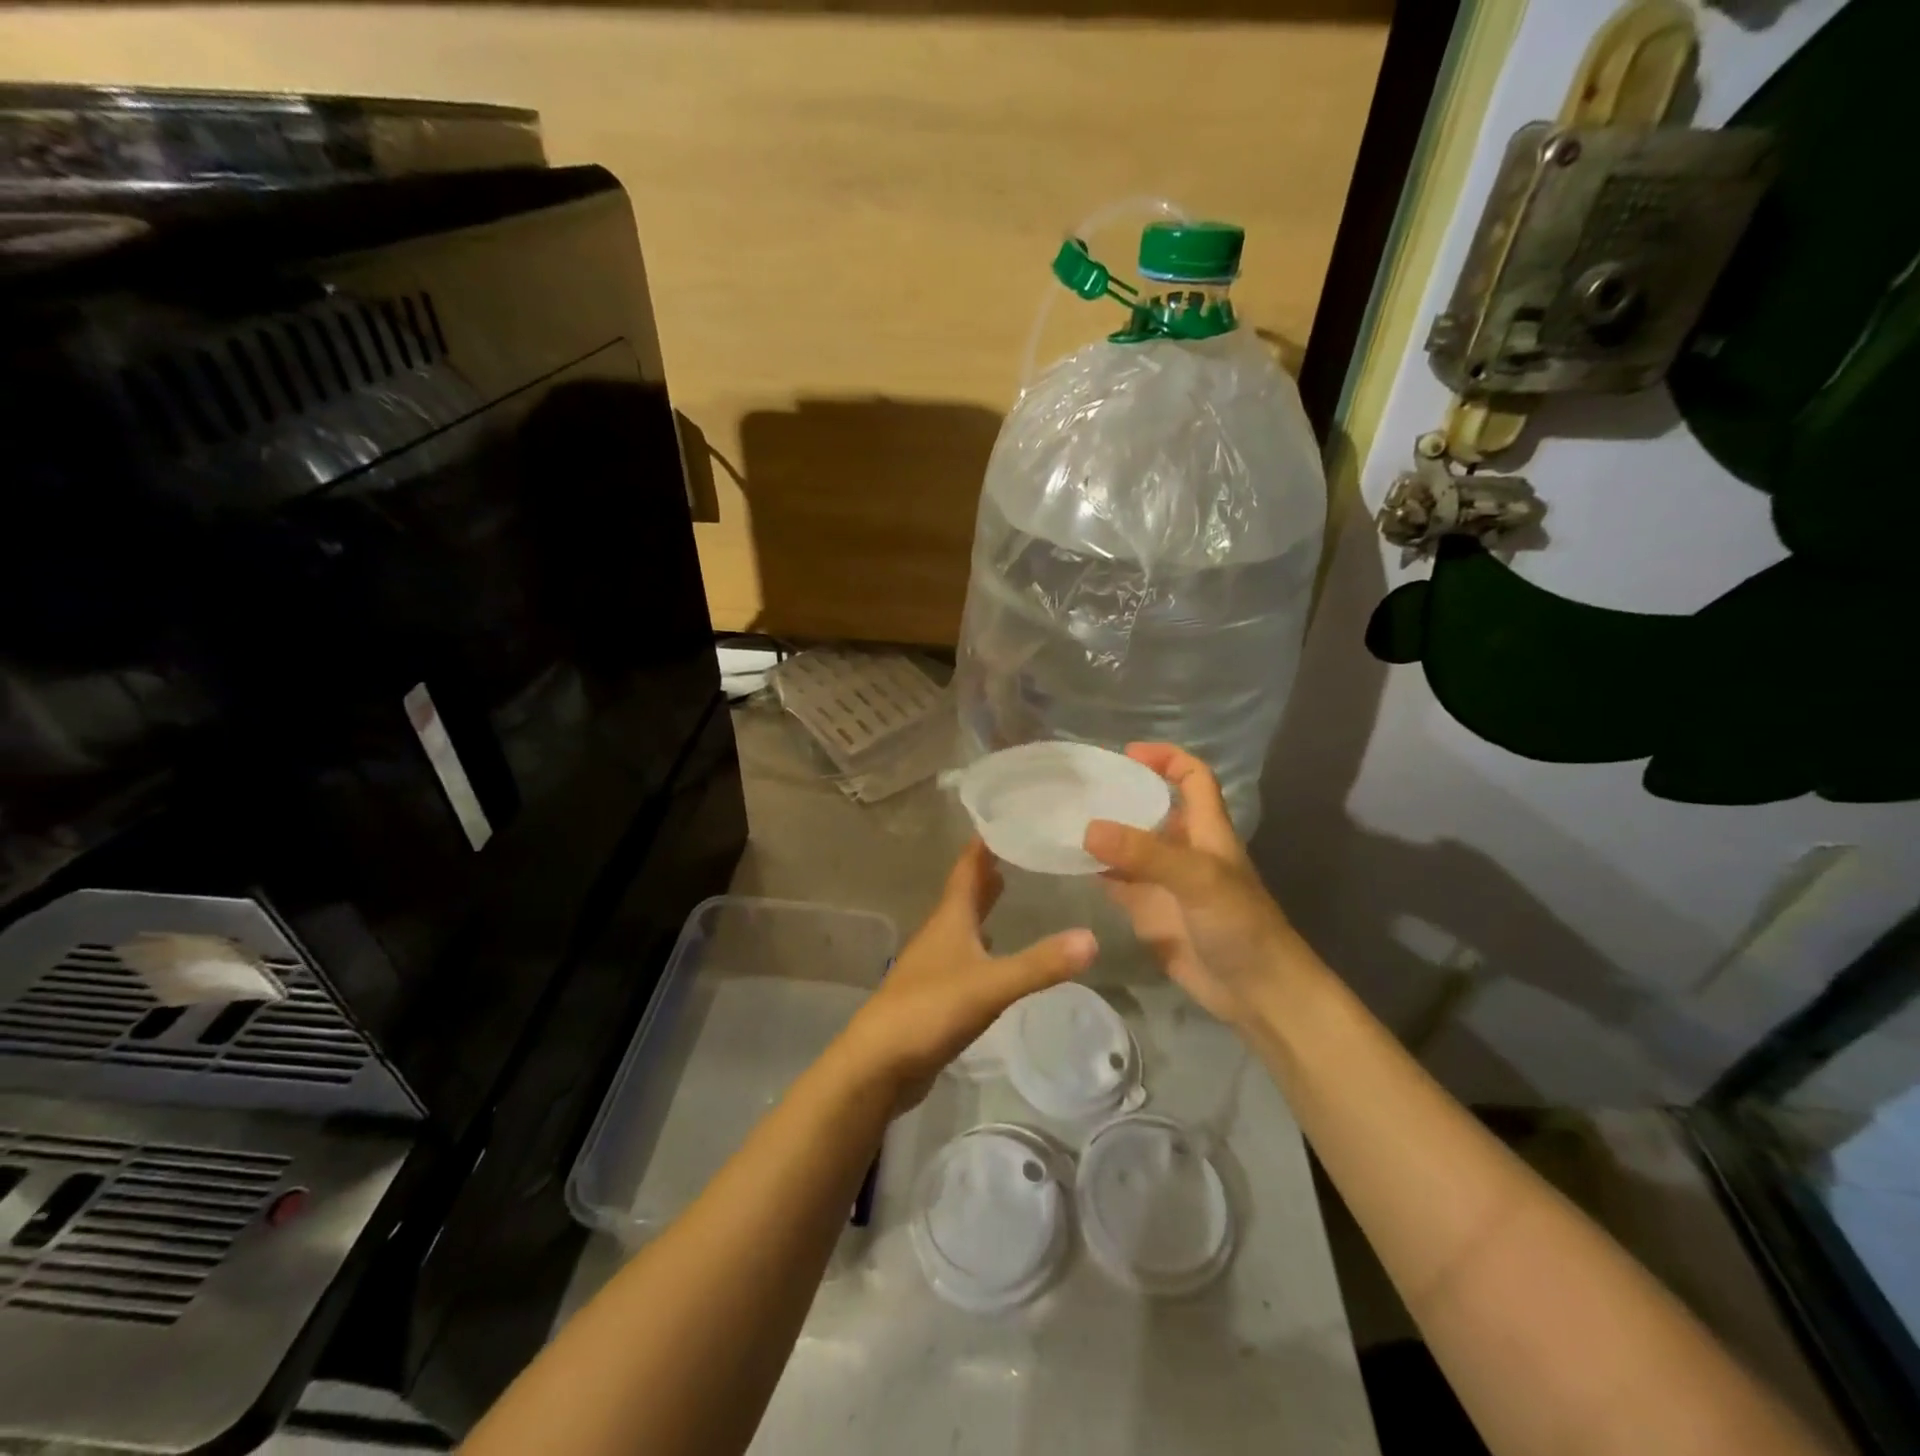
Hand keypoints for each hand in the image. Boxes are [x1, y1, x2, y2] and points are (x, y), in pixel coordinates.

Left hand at [835, 839, 1096, 1112]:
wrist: (879, 1063)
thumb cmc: (930, 1010)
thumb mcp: (991, 985)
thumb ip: (1040, 964)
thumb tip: (1092, 938)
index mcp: (950, 919)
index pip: (967, 869)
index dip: (983, 844)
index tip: (1003, 817)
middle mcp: (940, 933)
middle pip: (964, 893)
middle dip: (987, 871)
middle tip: (1015, 849)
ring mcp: (934, 964)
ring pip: (963, 923)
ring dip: (982, 905)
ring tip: (1007, 888)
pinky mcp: (935, 993)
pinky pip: (963, 954)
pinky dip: (981, 942)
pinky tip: (993, 950)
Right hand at [1084, 744, 1304, 1028]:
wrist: (1256, 992)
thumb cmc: (1239, 925)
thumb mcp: (1197, 879)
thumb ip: (1145, 853)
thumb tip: (1088, 828)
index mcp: (1206, 829)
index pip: (1192, 777)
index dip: (1166, 758)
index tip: (1126, 753)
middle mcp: (1182, 848)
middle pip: (1151, 807)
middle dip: (1119, 793)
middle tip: (1074, 786)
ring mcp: (1162, 881)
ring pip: (1127, 845)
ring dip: (1100, 832)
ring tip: (1059, 816)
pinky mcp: (1147, 910)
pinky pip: (1115, 881)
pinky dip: (1092, 870)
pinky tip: (1064, 861)